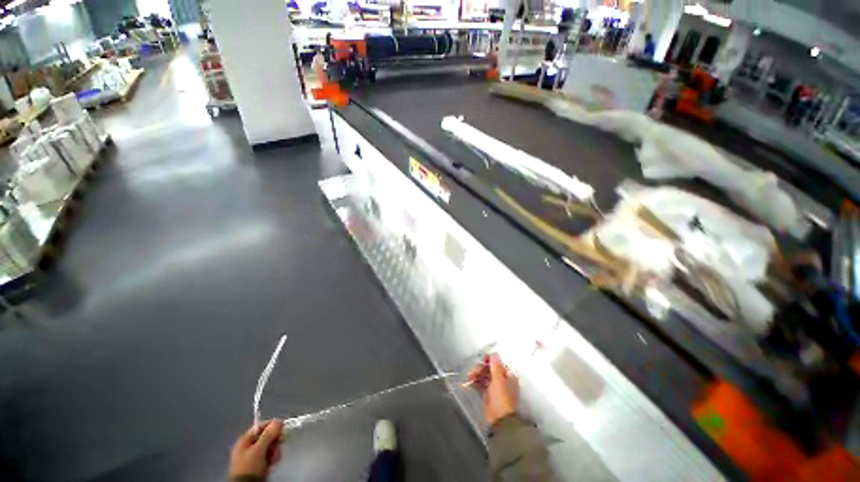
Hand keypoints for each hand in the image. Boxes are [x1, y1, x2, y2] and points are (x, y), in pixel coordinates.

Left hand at [230, 419, 284, 479]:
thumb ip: (268, 434)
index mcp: (245, 439)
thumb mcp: (258, 450)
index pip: (261, 426)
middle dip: (274, 441)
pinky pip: (269, 454)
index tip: (282, 429)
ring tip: (274, 457)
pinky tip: (273, 461)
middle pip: (267, 436)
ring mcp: (254, 455)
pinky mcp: (259, 463)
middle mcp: (249, 445)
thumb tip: (278, 420)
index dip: (272, 426)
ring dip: (275, 450)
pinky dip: (273, 457)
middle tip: (278, 445)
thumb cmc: (250, 466)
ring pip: (270, 446)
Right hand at [467, 354, 517, 425]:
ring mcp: (494, 387)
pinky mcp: (487, 394)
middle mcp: (502, 380)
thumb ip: (495, 365)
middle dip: (481, 367)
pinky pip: (480, 384)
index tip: (482, 359)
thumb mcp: (499, 379)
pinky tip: (469, 381)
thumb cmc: (502, 397)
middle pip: (490, 368)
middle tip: (473, 371)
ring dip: (476, 373)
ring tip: (470, 376)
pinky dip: (475, 381)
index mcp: (508, 375)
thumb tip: (495, 353)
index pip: (498, 363)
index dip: (490, 360)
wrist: (500, 420)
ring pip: (484, 375)